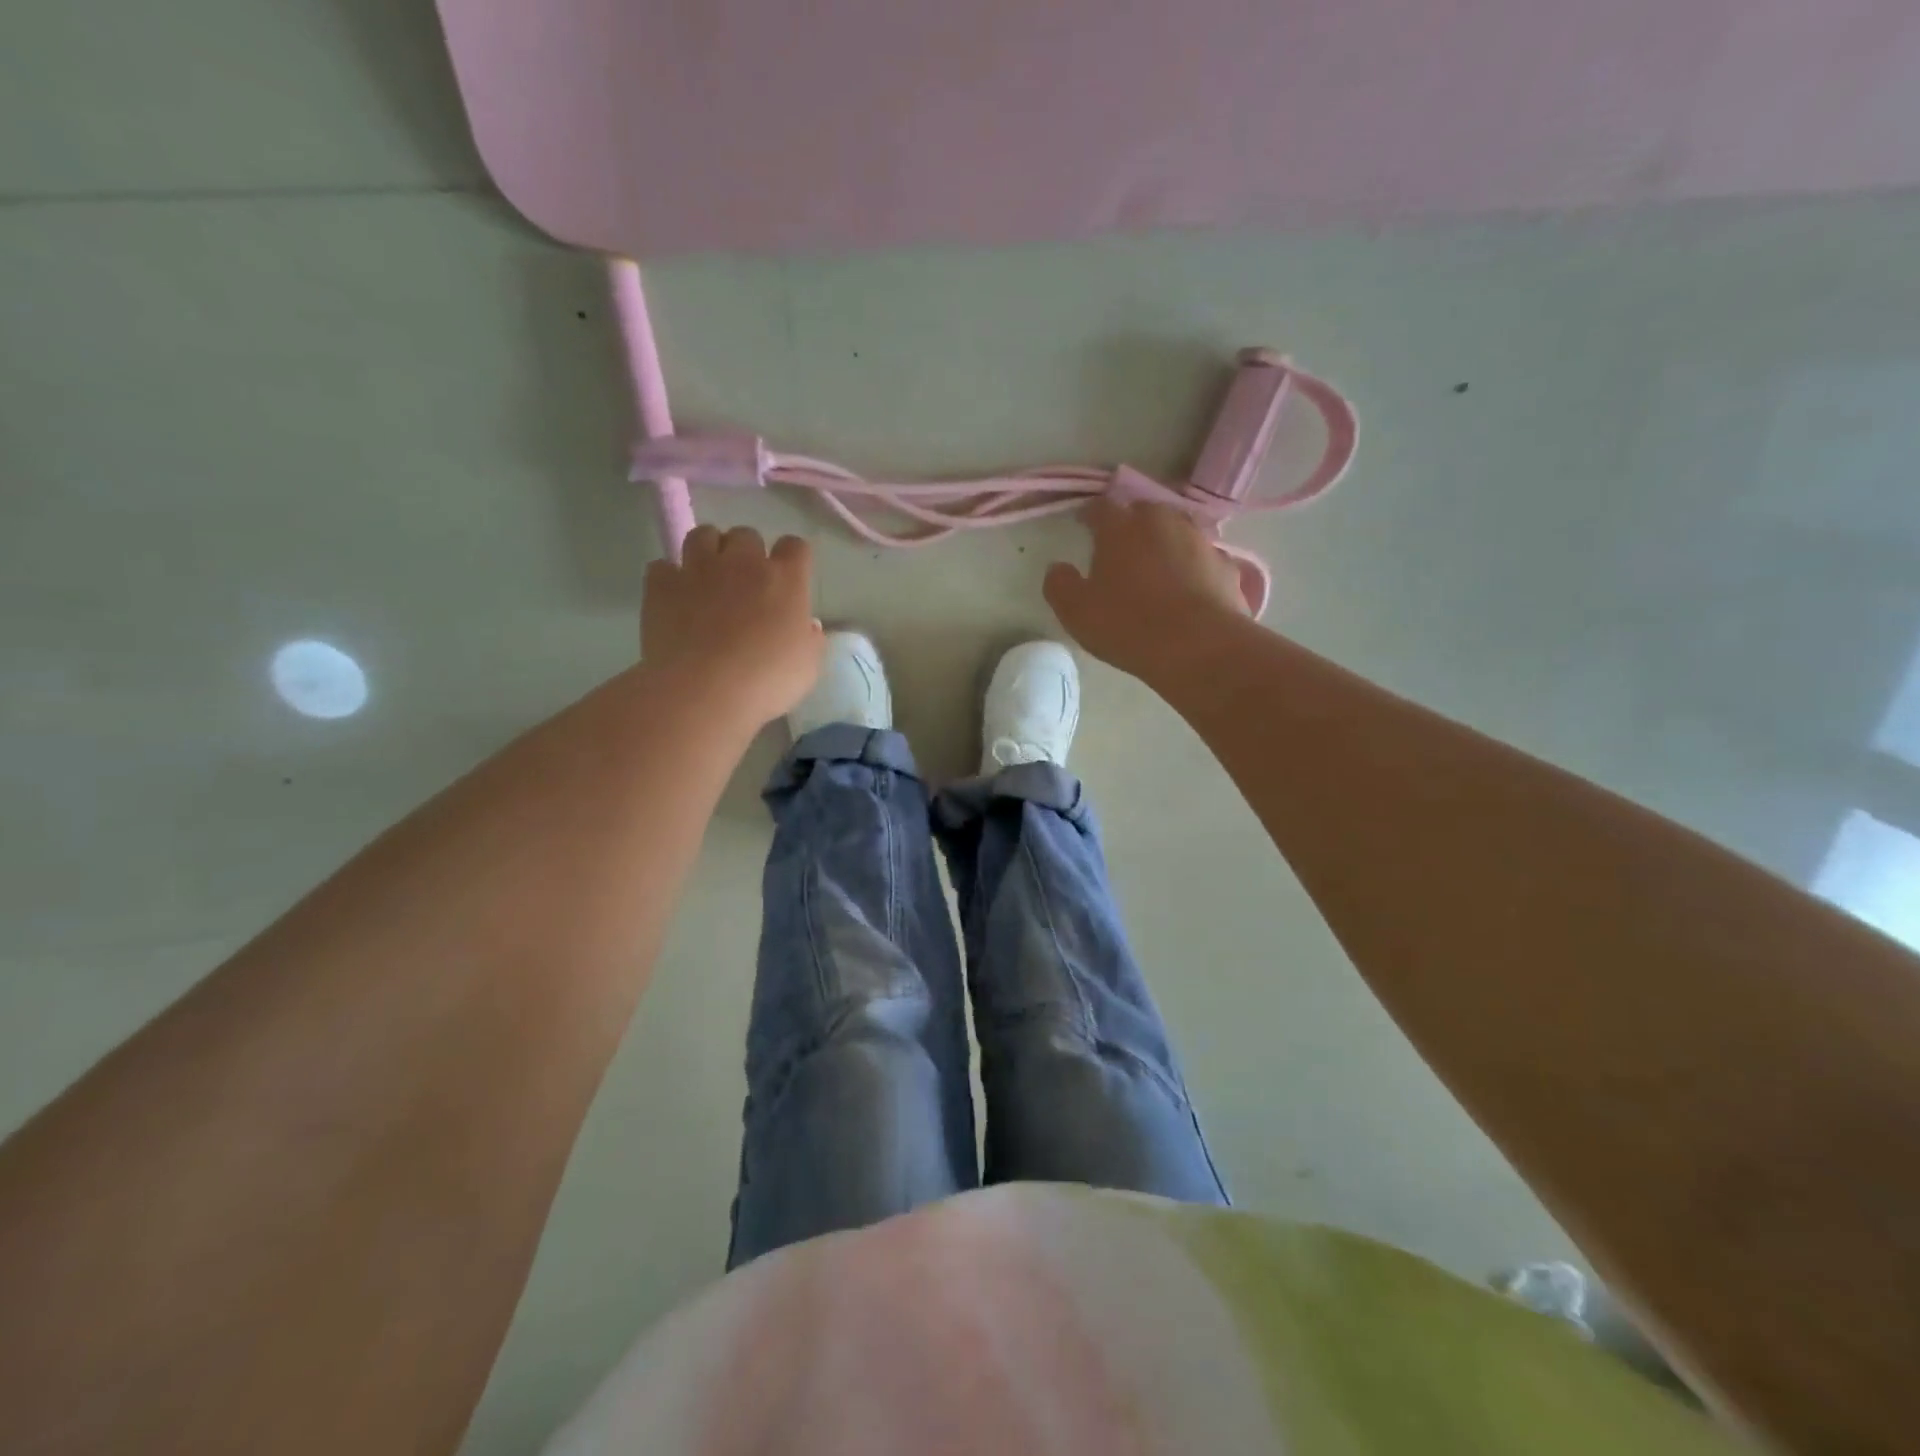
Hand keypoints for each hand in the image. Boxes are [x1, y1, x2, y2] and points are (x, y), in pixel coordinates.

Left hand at [642, 526, 823, 725]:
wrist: (703, 692)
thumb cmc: (766, 682)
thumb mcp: (807, 668)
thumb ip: (810, 641)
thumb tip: (807, 626)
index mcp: (785, 579)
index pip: (796, 546)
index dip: (793, 559)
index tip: (790, 579)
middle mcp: (742, 562)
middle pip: (747, 535)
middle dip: (747, 553)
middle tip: (746, 583)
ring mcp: (698, 569)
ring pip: (702, 535)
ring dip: (708, 551)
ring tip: (708, 578)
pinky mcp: (661, 585)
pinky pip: (663, 565)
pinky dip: (669, 577)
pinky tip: (674, 598)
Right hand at [1044, 499, 1248, 681]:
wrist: (1199, 647)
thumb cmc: (1128, 625)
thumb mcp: (1076, 612)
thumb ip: (1060, 585)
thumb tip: (1058, 568)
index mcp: (1121, 527)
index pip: (1101, 508)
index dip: (1090, 516)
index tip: (1084, 526)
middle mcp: (1162, 522)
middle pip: (1143, 512)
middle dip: (1131, 525)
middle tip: (1121, 549)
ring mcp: (1200, 540)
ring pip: (1177, 531)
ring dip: (1165, 544)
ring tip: (1157, 569)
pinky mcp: (1227, 565)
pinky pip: (1203, 560)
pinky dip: (1194, 569)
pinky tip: (1189, 590)